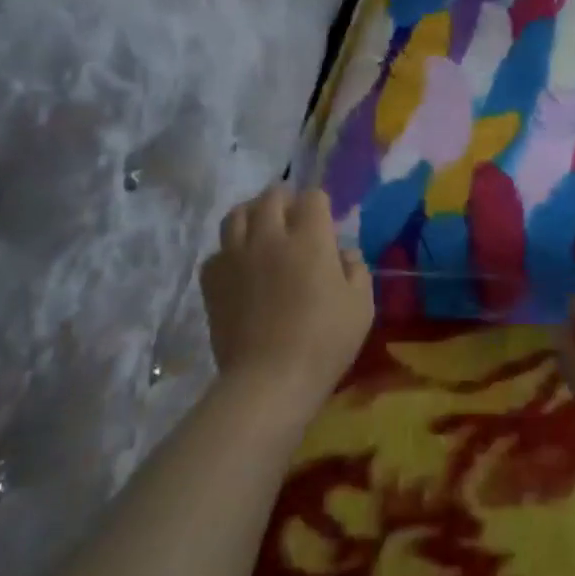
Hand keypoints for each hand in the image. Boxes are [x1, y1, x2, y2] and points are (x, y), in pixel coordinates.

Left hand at [200, 186, 373, 419]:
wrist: (269, 379)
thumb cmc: (325, 341)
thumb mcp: (361, 306)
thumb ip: (357, 271)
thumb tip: (344, 254)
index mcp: (310, 239)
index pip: (313, 197)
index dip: (321, 205)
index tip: (326, 224)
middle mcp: (269, 237)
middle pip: (271, 196)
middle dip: (286, 200)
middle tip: (295, 219)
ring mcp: (236, 256)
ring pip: (237, 214)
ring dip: (253, 214)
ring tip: (263, 229)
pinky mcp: (212, 280)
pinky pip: (217, 250)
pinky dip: (230, 251)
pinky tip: (241, 267)